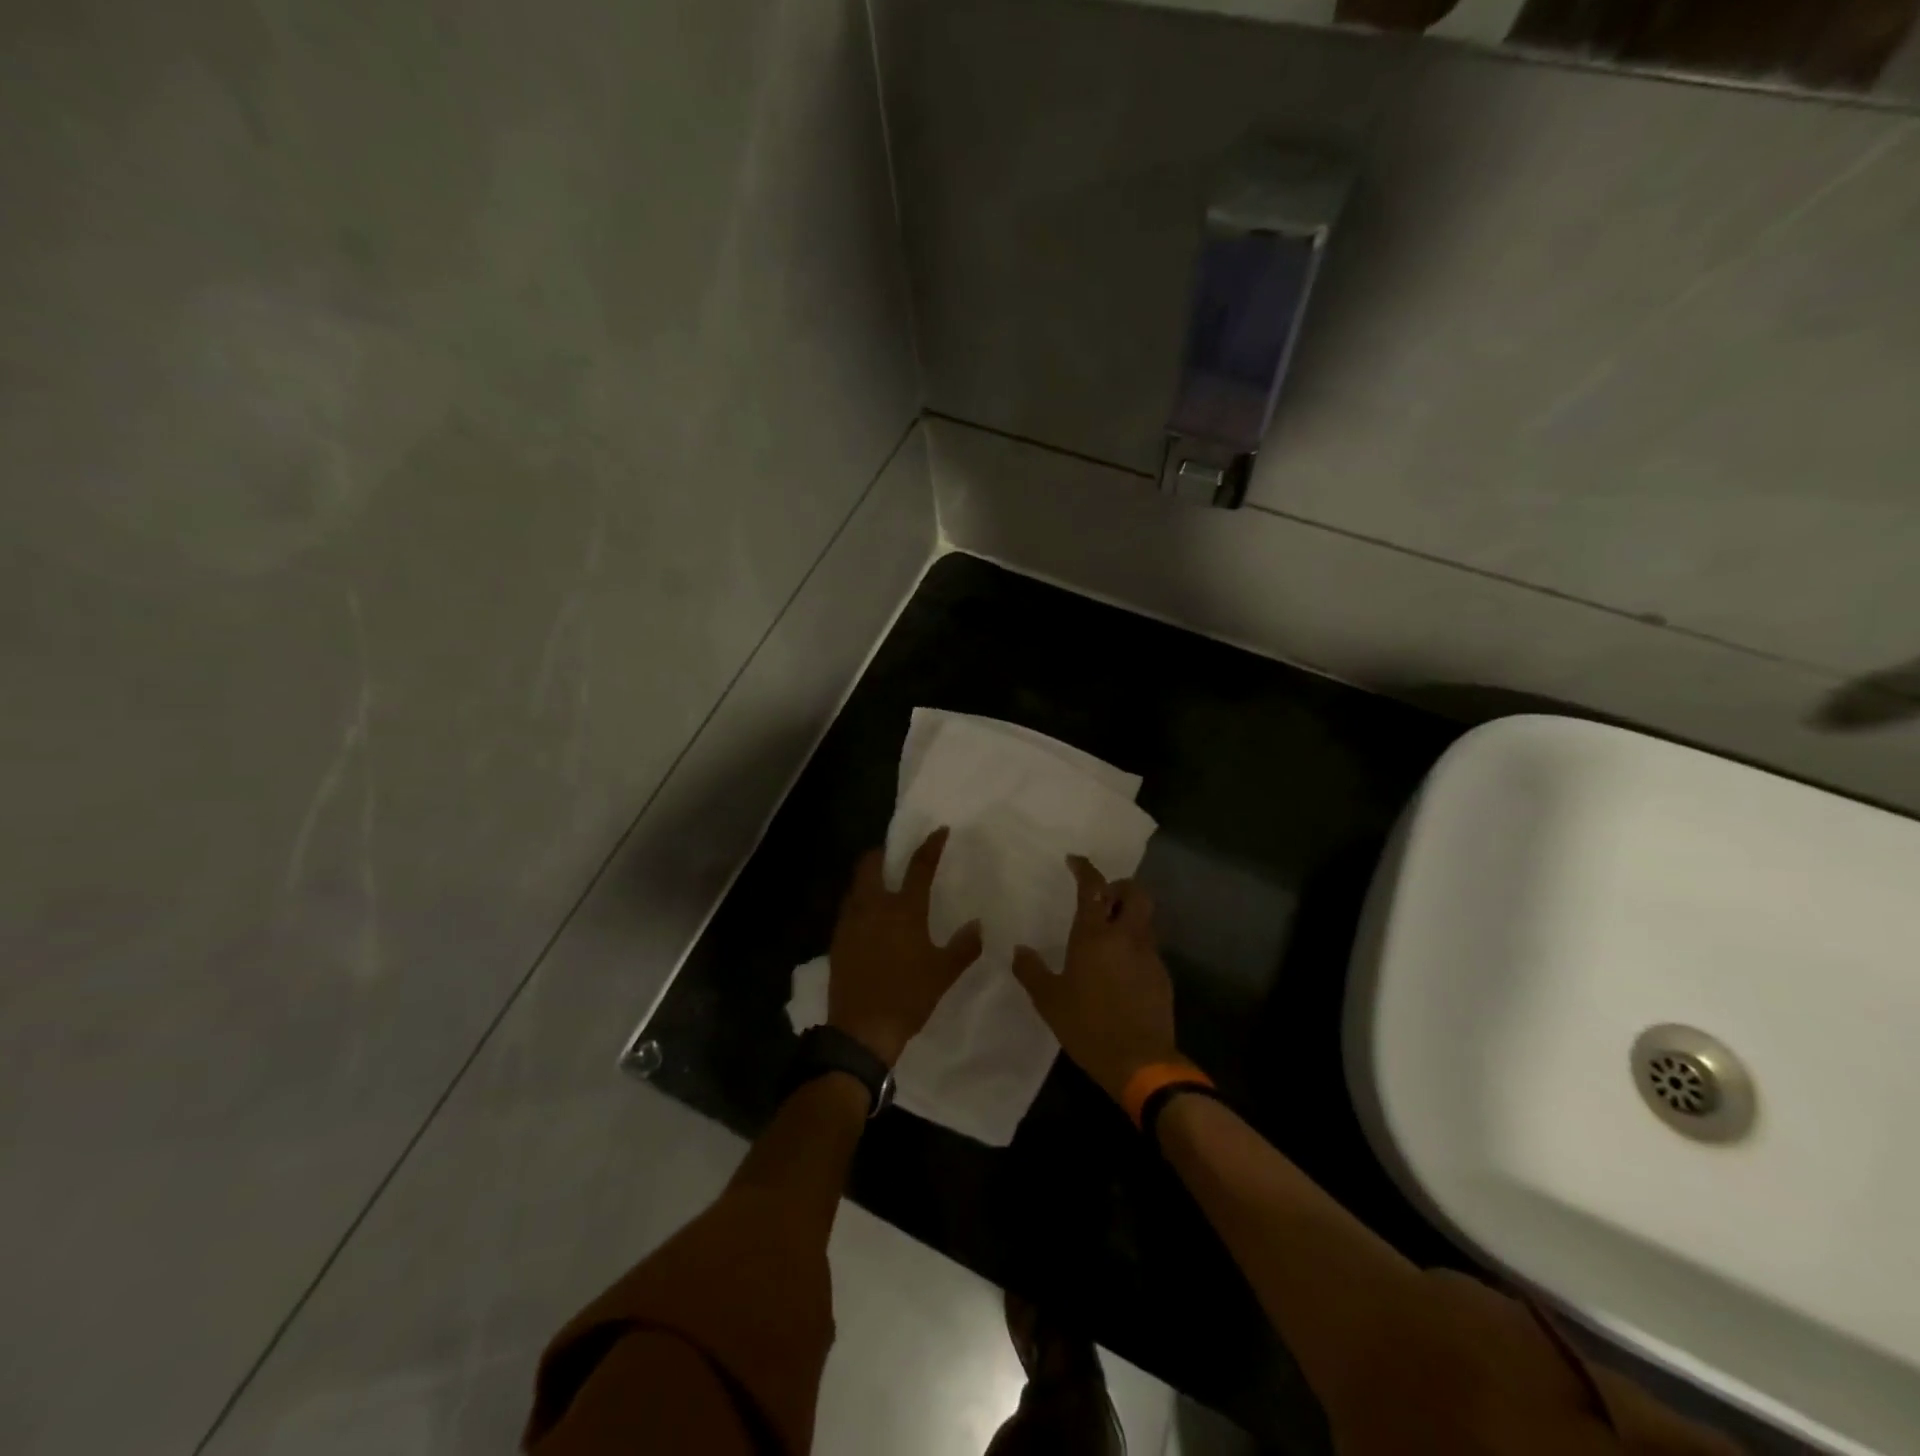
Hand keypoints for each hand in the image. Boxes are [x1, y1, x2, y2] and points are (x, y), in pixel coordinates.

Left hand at [827, 827, 982, 1066]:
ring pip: (855, 885)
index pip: (919, 867)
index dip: (930, 846)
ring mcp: (850, 922)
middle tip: (893, 854)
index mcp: (904, 910)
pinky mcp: (837, 939)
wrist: (861, 1029)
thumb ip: (963, 946)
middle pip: (870, 865)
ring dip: (867, 876)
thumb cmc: (908, 997)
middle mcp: (874, 907)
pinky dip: (858, 901)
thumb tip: (978, 925)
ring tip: (881, 882)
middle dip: (880, 853)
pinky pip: (847, 908)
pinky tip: (867, 916)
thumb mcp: (943, 974)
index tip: (939, 831)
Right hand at [1012, 855, 1183, 1103]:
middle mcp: (1126, 937)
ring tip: (1108, 934)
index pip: (1093, 888)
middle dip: (1121, 887)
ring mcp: (1149, 956)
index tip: (1075, 861)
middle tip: (1103, 897)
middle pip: (1136, 893)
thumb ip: (1032, 971)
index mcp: (1095, 936)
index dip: (1085, 869)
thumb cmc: (1088, 1026)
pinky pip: (1148, 948)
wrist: (1140, 1062)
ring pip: (1144, 921)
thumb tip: (1019, 950)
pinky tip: (1120, 969)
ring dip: (1129, 917)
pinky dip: (1135, 946)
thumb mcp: (1049, 1001)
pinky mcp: (1162, 976)